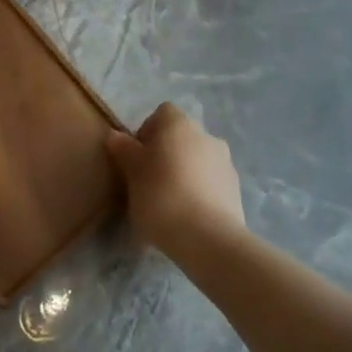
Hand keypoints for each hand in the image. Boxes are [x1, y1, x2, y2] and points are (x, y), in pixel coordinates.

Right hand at [106, 103, 245, 258]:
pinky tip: (188, 217)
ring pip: (198, 160)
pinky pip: (211, 182)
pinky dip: (200, 192)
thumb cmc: (161, 196)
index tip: (137, 157)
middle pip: (181, 137)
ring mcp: (225, 162)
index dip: (147, 131)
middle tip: (149, 181)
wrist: (208, 238)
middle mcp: (206, 135)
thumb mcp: (133, 174)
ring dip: (184, 173)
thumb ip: (124, 150)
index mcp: (179, 125)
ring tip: (169, 204)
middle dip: (166, 154)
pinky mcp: (235, 189)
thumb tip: (115, 135)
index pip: (162, 113)